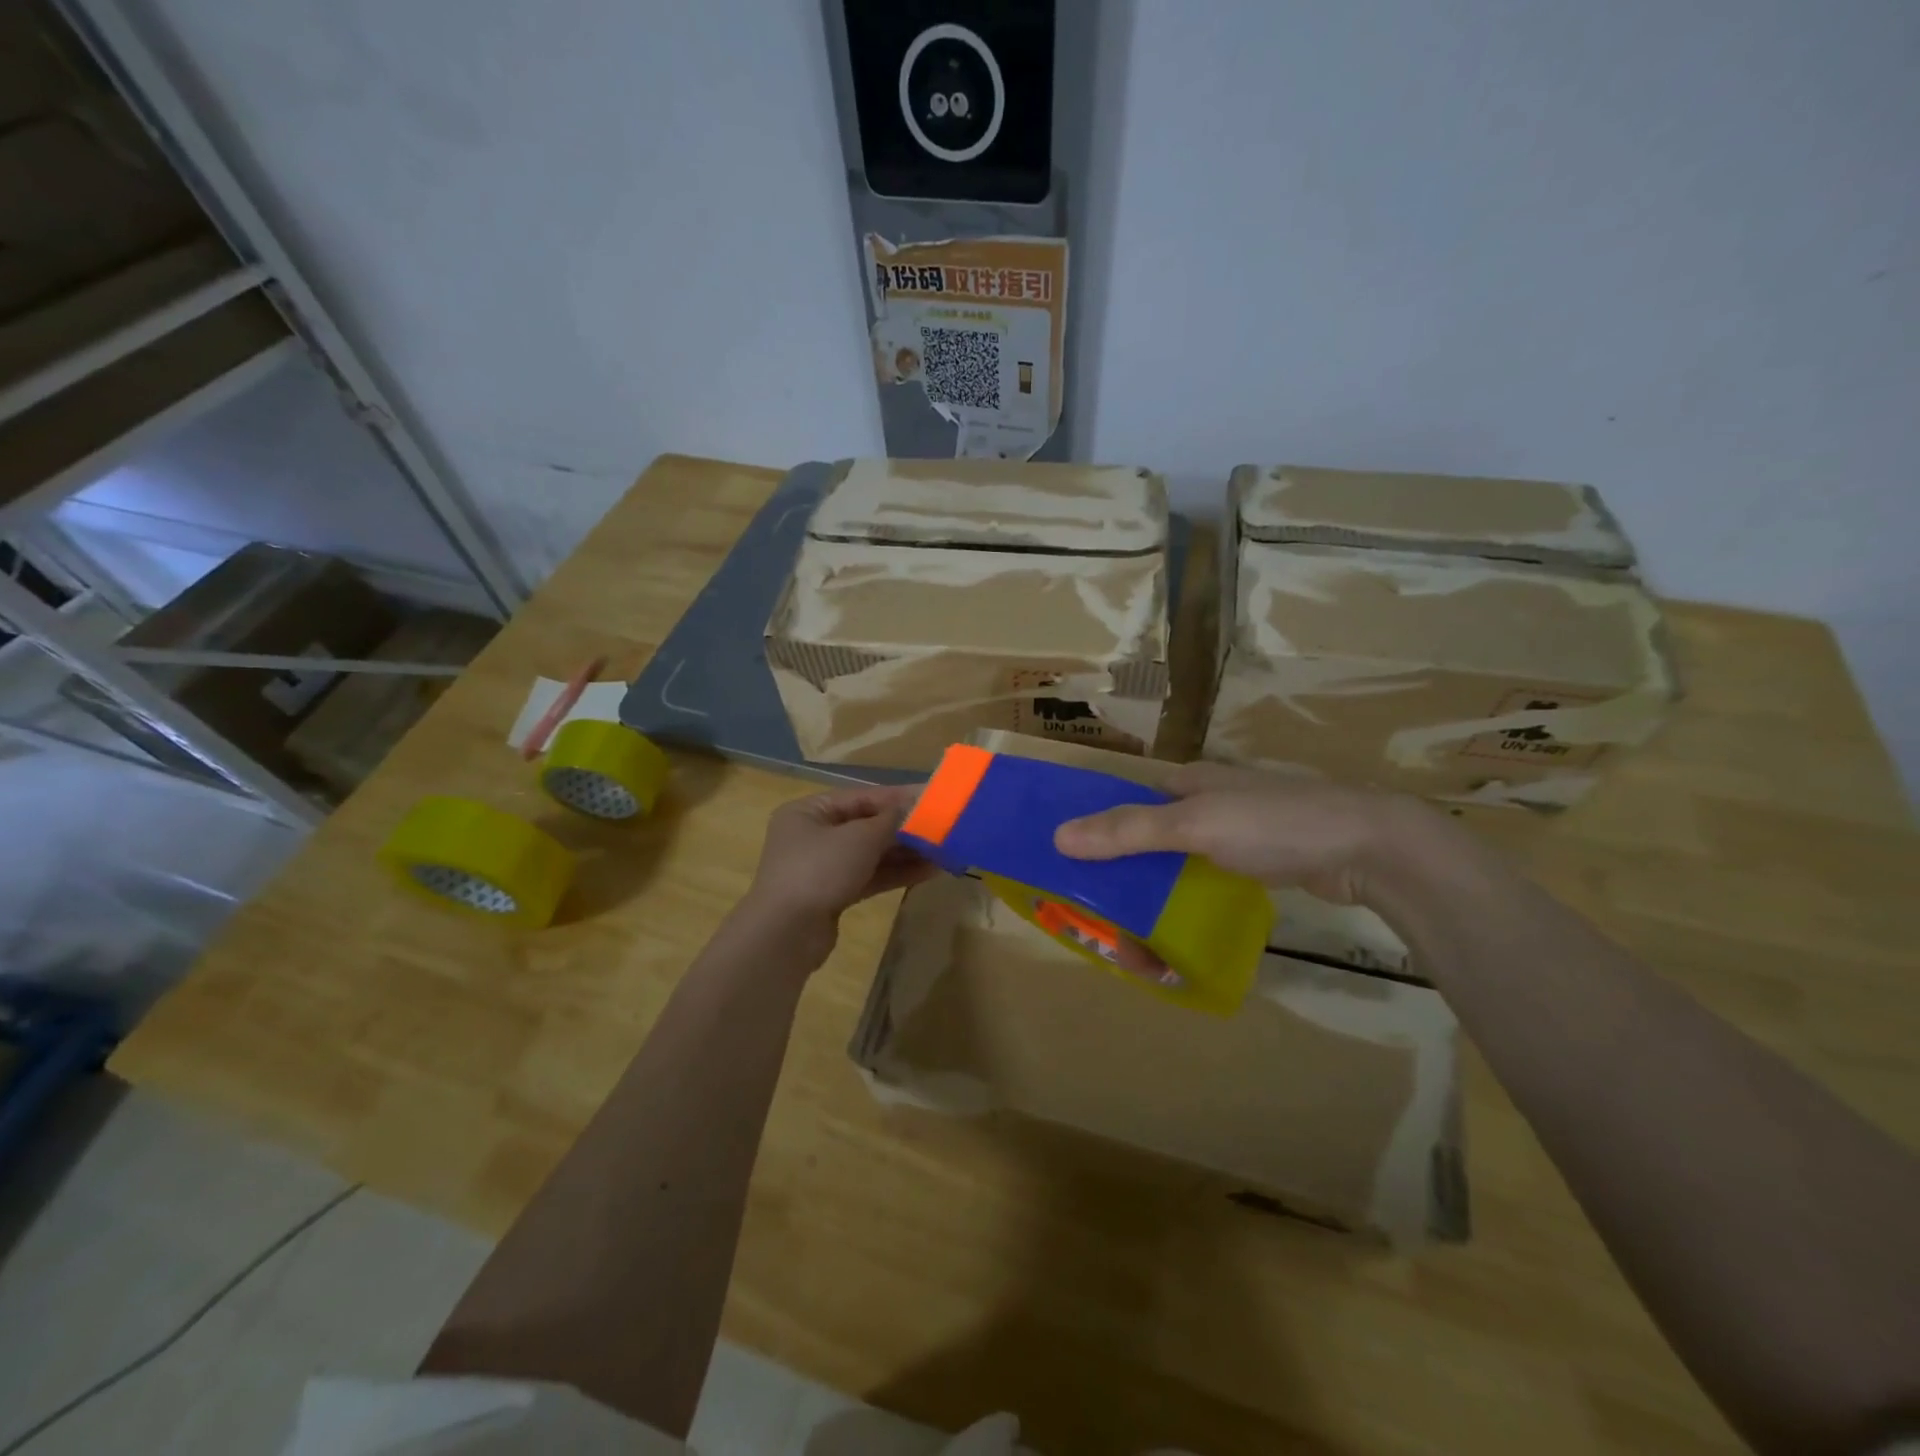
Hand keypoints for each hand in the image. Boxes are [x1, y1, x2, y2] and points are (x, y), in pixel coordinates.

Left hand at [739, 785, 935, 947]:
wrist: (786, 934)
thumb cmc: (819, 870)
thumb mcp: (859, 838)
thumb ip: (891, 821)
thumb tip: (915, 808)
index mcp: (809, 811)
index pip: (862, 797)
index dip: (899, 798)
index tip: (933, 798)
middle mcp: (813, 835)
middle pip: (867, 825)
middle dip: (905, 829)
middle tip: (943, 828)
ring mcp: (822, 867)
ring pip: (871, 853)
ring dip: (906, 852)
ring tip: (944, 851)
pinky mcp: (833, 894)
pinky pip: (869, 876)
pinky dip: (896, 873)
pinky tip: (929, 871)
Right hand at [1053, 761, 1440, 905]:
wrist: (1369, 847)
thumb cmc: (1274, 824)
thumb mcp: (1195, 825)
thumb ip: (1129, 831)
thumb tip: (1059, 836)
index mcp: (1188, 781)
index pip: (1127, 803)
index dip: (1097, 830)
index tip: (1072, 869)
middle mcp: (1208, 801)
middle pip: (1150, 836)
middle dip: (1125, 873)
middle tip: (1106, 919)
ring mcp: (1238, 832)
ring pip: (1179, 861)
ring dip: (1155, 893)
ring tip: (1135, 935)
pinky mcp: (1263, 861)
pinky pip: (1208, 879)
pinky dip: (1188, 900)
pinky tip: (1180, 927)